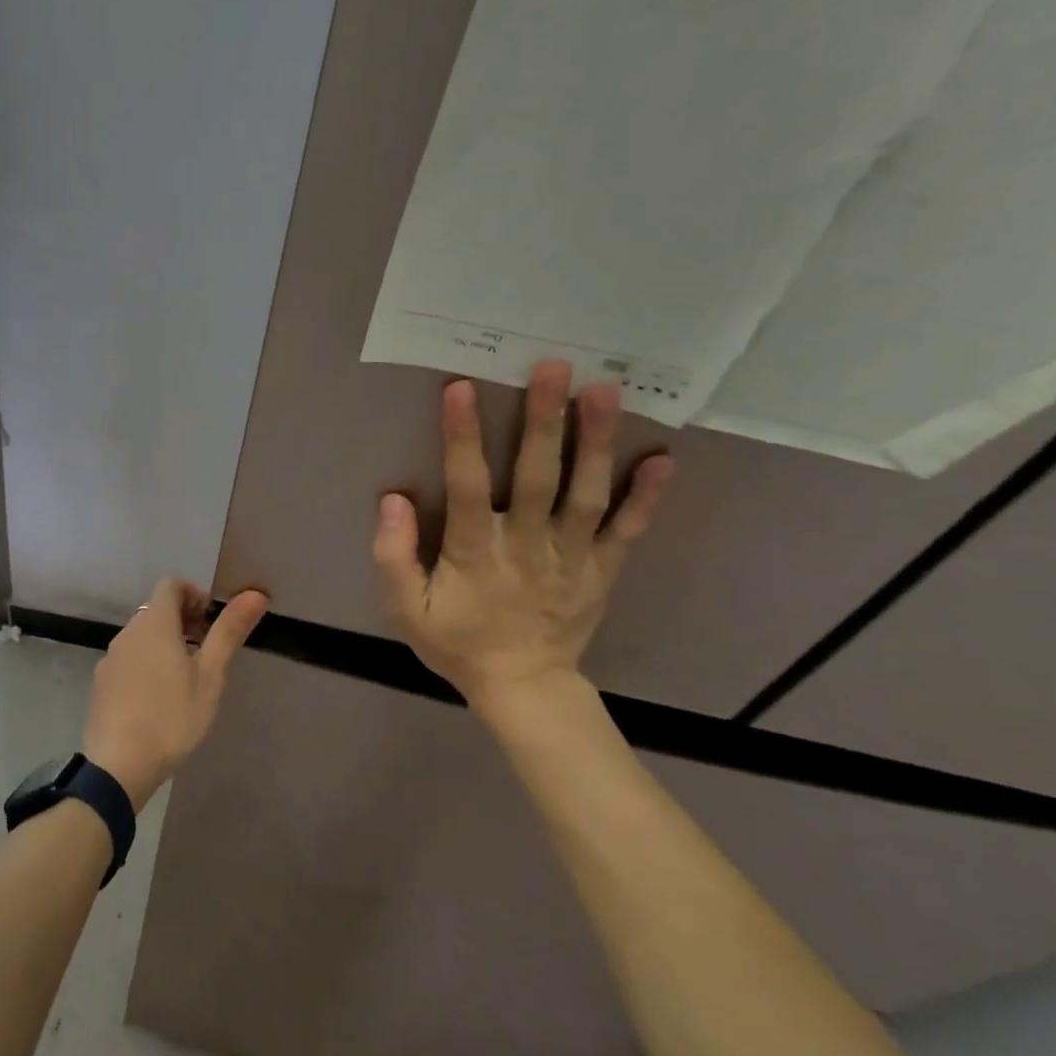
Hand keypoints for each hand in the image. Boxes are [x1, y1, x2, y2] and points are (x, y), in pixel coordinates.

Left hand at [83, 579, 269, 809]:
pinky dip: (147, 665)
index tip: (212, 623)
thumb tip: (255, 594)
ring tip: (186, 680)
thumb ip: (229, 632)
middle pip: (156, 611)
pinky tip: (159, 701)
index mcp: (153, 624)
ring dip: (165, 645)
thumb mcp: (210, 675)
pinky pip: (128, 661)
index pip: (171, 585)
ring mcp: (110, 659)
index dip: (195, 595)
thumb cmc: (172, 716)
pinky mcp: (101, 685)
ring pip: (142, 638)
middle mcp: (127, 633)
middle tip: (207, 654)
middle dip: (184, 622)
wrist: (119, 765)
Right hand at [371, 362, 672, 729]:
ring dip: (596, 442)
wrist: (522, 686)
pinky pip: (628, 530)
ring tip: (605, 392)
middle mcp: (527, 544)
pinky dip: (647, 497)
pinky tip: (663, 459)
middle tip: (554, 368)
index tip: (462, 389)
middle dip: (544, 421)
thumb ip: (393, 556)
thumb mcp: (407, 609)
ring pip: (587, 493)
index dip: (462, 437)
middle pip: (537, 477)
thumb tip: (392, 500)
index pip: (467, 485)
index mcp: (475, 552)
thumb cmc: (459, 642)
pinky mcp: (602, 569)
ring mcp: (572, 556)